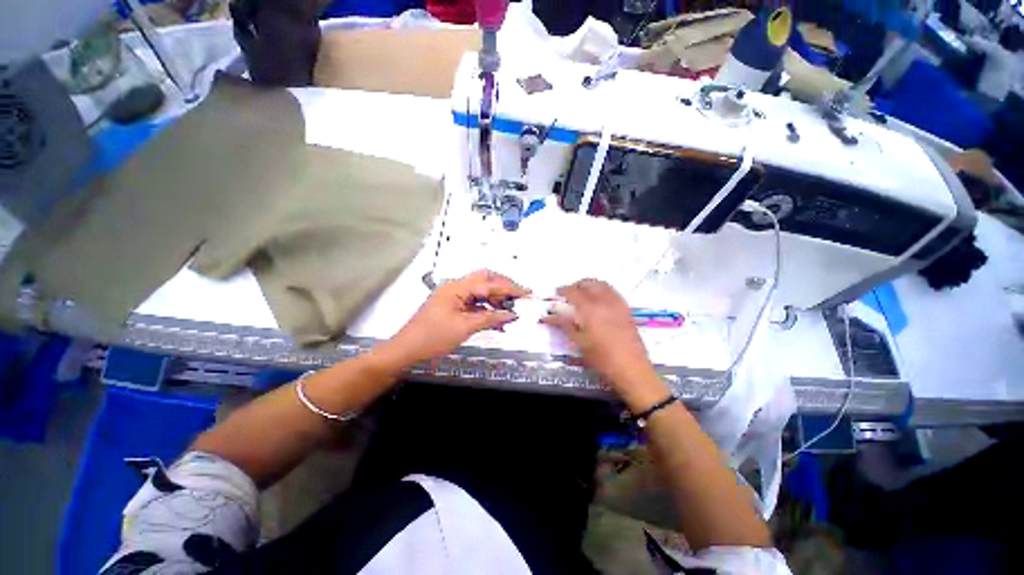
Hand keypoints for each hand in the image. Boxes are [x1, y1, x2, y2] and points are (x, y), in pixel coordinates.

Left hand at [380, 270, 528, 366]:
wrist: (406, 351)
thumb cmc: (433, 338)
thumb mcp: (464, 328)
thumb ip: (490, 318)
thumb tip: (513, 314)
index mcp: (457, 287)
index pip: (489, 284)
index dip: (510, 289)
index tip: (527, 294)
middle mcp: (456, 287)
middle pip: (485, 279)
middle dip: (503, 286)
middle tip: (519, 297)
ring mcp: (454, 296)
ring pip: (480, 291)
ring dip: (496, 298)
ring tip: (511, 310)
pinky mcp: (453, 307)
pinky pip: (474, 303)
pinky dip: (487, 309)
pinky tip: (497, 319)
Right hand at [542, 279, 666, 406]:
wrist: (632, 369)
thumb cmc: (601, 358)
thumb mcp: (579, 342)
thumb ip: (564, 325)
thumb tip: (549, 316)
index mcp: (590, 309)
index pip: (573, 292)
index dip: (563, 290)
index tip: (556, 293)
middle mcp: (604, 301)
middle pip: (589, 283)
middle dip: (577, 285)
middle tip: (569, 294)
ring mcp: (618, 304)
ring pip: (602, 285)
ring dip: (590, 285)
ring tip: (583, 294)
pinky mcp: (627, 309)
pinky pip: (612, 292)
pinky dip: (602, 290)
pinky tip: (599, 301)